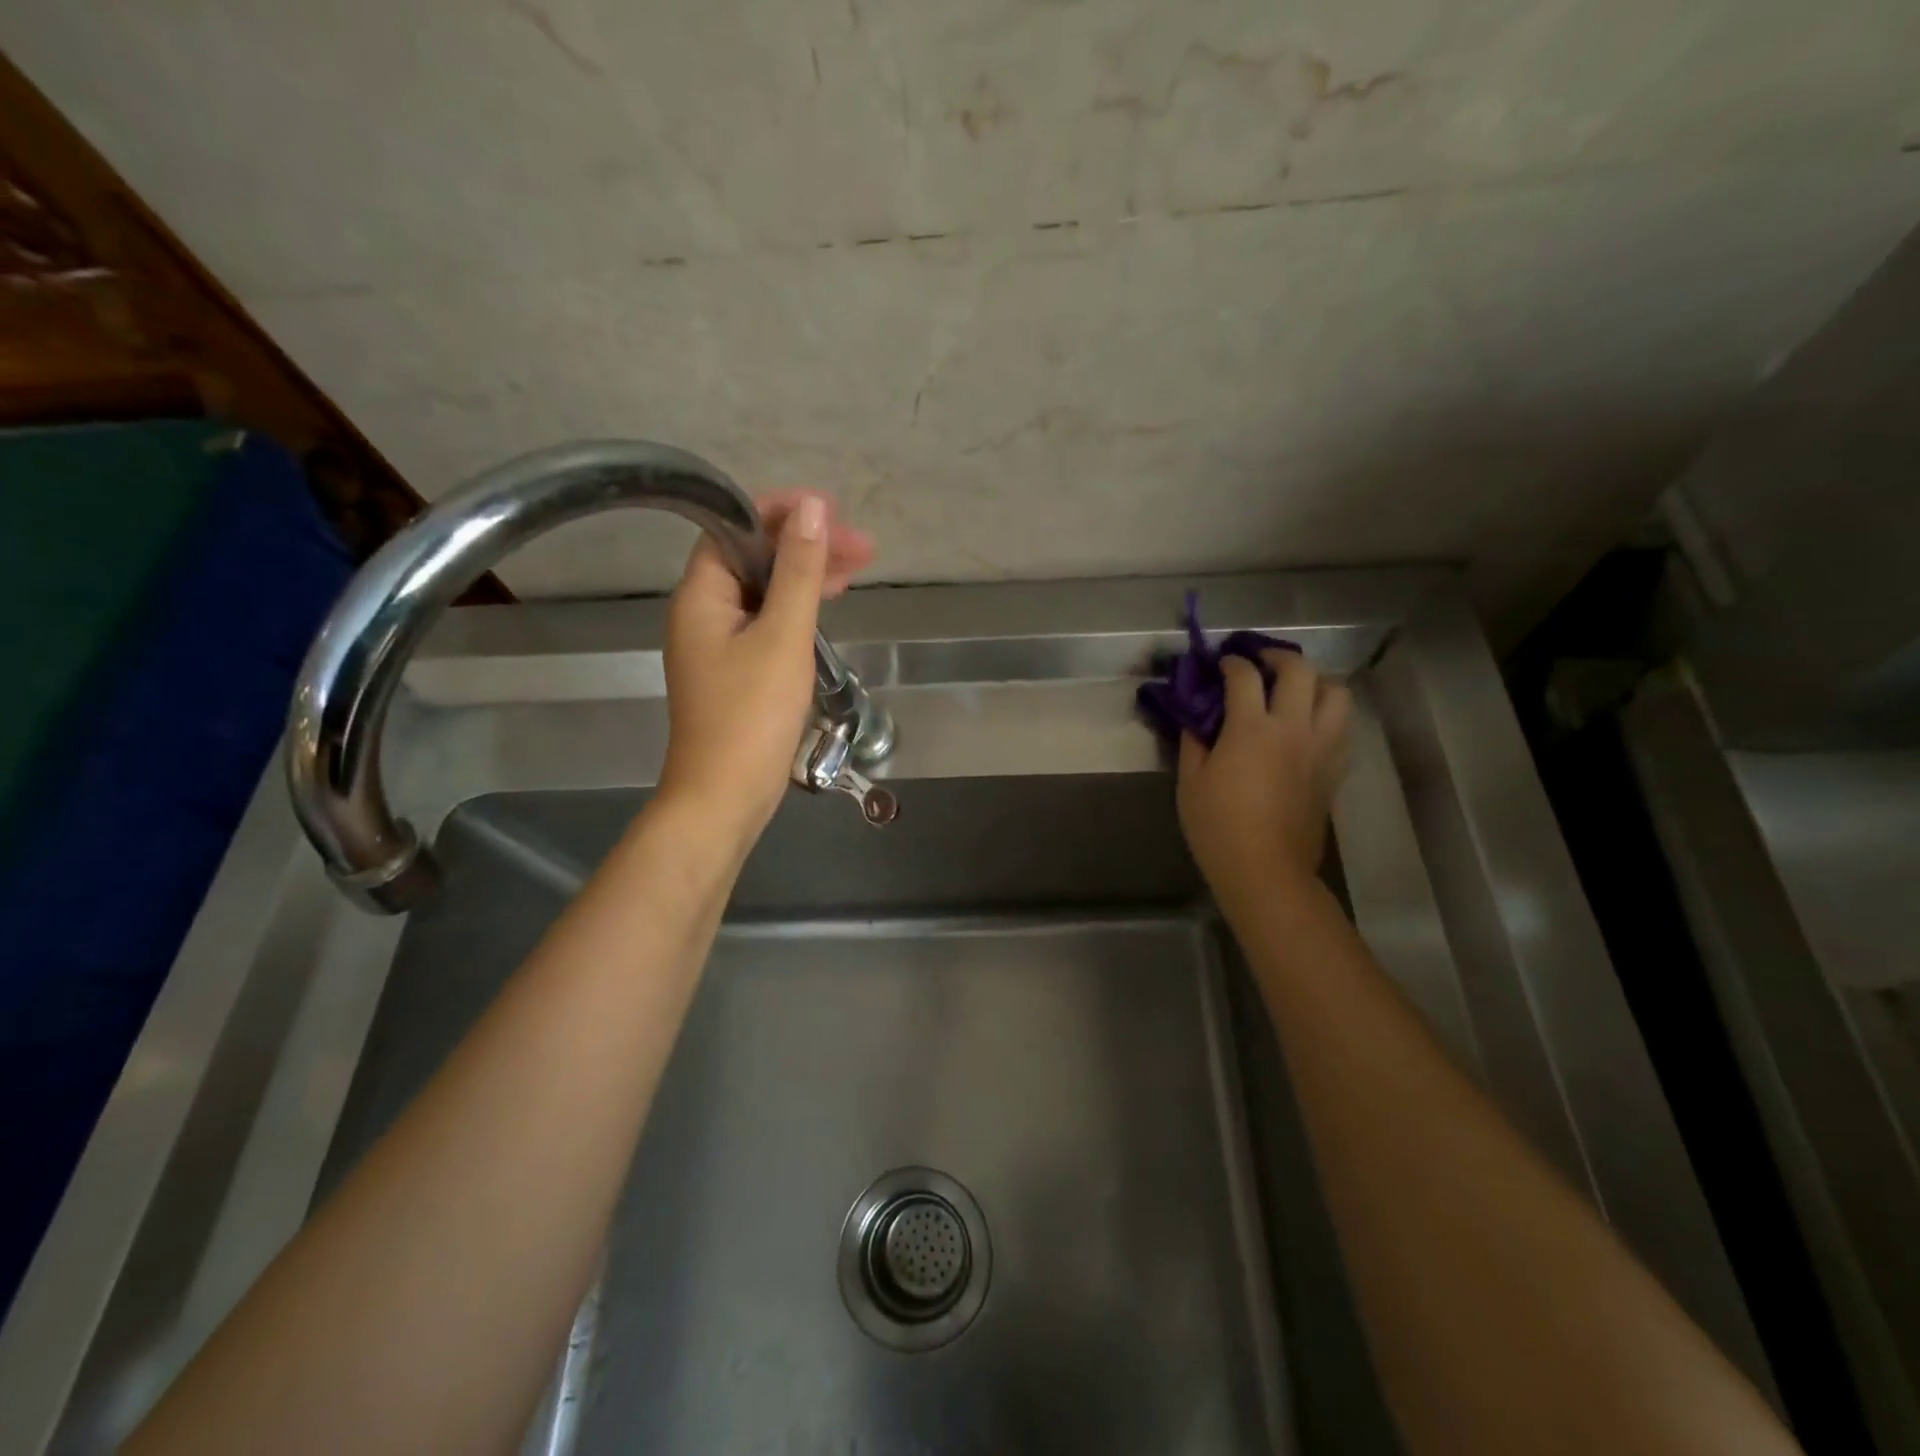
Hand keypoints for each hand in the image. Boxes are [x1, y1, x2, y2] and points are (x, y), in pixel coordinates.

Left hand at [656, 491, 875, 848]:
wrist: (725, 796)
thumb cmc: (752, 715)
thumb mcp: (783, 637)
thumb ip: (799, 571)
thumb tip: (813, 508)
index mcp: (701, 595)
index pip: (733, 528)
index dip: (781, 513)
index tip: (831, 513)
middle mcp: (702, 612)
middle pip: (753, 559)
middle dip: (805, 546)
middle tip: (862, 548)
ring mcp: (718, 644)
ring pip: (764, 593)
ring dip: (806, 578)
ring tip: (857, 572)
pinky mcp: (735, 671)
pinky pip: (766, 624)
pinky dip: (797, 611)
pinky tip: (826, 610)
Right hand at [1177, 649, 1351, 918]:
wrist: (1265, 870)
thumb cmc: (1218, 827)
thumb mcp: (1190, 782)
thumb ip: (1194, 741)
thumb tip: (1197, 717)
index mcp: (1252, 729)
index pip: (1245, 676)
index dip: (1231, 663)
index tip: (1220, 664)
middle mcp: (1293, 729)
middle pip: (1299, 671)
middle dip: (1277, 657)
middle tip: (1260, 662)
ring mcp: (1321, 748)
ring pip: (1336, 693)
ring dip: (1315, 681)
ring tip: (1294, 688)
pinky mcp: (1334, 769)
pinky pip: (1342, 726)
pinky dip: (1327, 713)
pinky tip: (1307, 724)